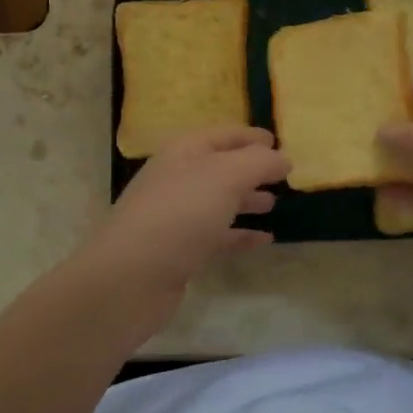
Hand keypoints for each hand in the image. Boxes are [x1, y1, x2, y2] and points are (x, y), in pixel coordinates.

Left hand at [72, 125, 289, 331]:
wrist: (130, 278)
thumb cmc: (179, 214)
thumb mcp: (225, 177)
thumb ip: (258, 163)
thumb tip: (283, 158)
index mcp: (184, 152)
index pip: (223, 135)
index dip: (251, 137)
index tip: (278, 141)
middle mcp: (178, 178)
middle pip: (220, 167)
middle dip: (250, 169)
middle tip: (282, 175)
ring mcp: (176, 216)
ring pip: (218, 201)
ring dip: (245, 200)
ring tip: (274, 203)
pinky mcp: (179, 250)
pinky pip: (217, 235)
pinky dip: (240, 234)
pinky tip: (264, 239)